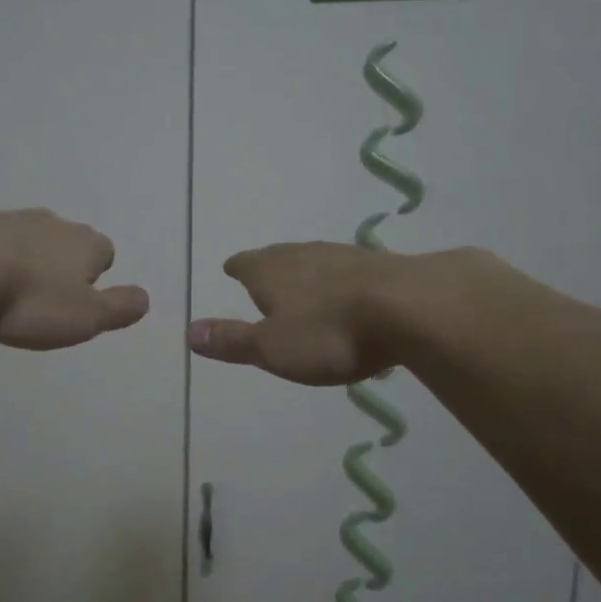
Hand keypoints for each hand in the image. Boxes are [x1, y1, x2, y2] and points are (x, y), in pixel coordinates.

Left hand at [0, 207, 149, 350]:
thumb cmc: (30, 299)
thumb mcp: (86, 317)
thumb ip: (119, 308)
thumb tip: (145, 298)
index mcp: (86, 243)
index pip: (104, 254)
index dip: (95, 277)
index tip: (78, 301)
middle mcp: (53, 223)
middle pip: (67, 243)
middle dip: (60, 265)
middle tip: (44, 299)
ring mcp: (10, 219)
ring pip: (29, 239)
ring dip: (24, 260)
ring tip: (9, 293)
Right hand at [187, 241, 409, 384]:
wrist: (411, 308)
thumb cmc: (329, 332)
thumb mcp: (272, 347)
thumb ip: (232, 340)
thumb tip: (189, 331)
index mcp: (270, 270)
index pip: (245, 264)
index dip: (237, 268)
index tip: (231, 268)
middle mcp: (303, 255)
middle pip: (279, 257)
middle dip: (270, 267)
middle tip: (263, 275)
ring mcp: (344, 256)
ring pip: (315, 261)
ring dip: (306, 273)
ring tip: (303, 285)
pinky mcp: (380, 266)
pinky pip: (348, 271)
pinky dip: (340, 281)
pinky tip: (348, 293)